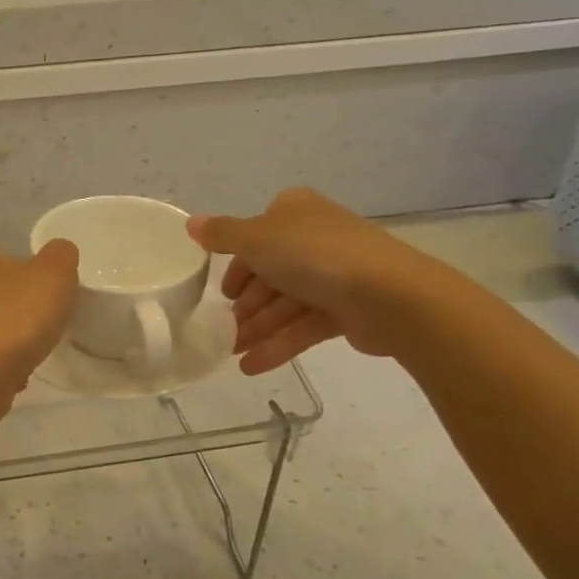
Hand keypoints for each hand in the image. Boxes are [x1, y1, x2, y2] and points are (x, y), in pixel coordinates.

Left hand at [0, 242, 79, 419]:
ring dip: (7, 344)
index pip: (13, 264)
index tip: (55, 302)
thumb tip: (59, 252)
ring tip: (30, 358)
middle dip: (20, 314)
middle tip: (46, 331)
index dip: (37, 282)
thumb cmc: (13, 322)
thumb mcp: (53, 276)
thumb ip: (61, 258)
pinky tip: (10, 381)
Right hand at [189, 188, 453, 371]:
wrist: (388, 296)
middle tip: (222, 331)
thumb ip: (221, 234)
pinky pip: (303, 326)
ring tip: (232, 354)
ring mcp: (334, 275)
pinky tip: (252, 366)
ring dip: (257, 329)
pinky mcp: (347, 310)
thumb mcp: (256, 239)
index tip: (222, 292)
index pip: (257, 236)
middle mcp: (315, 238)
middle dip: (246, 305)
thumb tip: (191, 223)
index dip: (237, 264)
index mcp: (295, 212)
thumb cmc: (313, 256)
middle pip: (270, 274)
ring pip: (285, 303)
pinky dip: (279, 344)